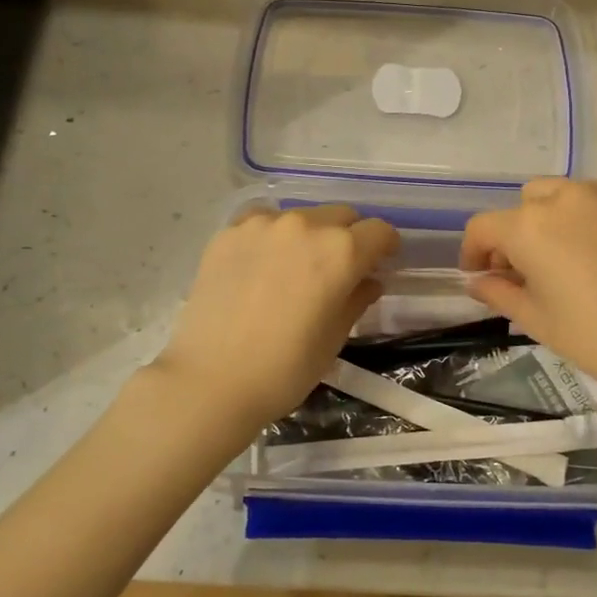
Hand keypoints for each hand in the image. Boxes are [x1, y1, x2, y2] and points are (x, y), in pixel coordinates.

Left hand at [151, 204, 399, 437]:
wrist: (211, 381)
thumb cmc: (285, 368)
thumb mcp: (334, 338)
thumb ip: (357, 299)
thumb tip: (368, 281)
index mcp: (340, 251)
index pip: (379, 231)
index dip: (384, 248)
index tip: (379, 264)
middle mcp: (305, 225)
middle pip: (341, 215)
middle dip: (349, 236)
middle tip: (338, 268)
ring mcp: (263, 225)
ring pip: (301, 216)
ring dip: (309, 234)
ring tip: (294, 268)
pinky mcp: (229, 232)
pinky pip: (263, 222)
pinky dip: (271, 236)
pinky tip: (261, 265)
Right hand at [460, 179, 596, 402]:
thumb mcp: (536, 320)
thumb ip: (498, 292)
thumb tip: (478, 280)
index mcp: (529, 227)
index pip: (482, 227)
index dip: (474, 252)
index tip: (481, 275)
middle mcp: (563, 197)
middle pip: (522, 205)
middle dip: (515, 233)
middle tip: (526, 270)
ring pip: (559, 194)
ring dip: (550, 219)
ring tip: (566, 257)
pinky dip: (588, 217)